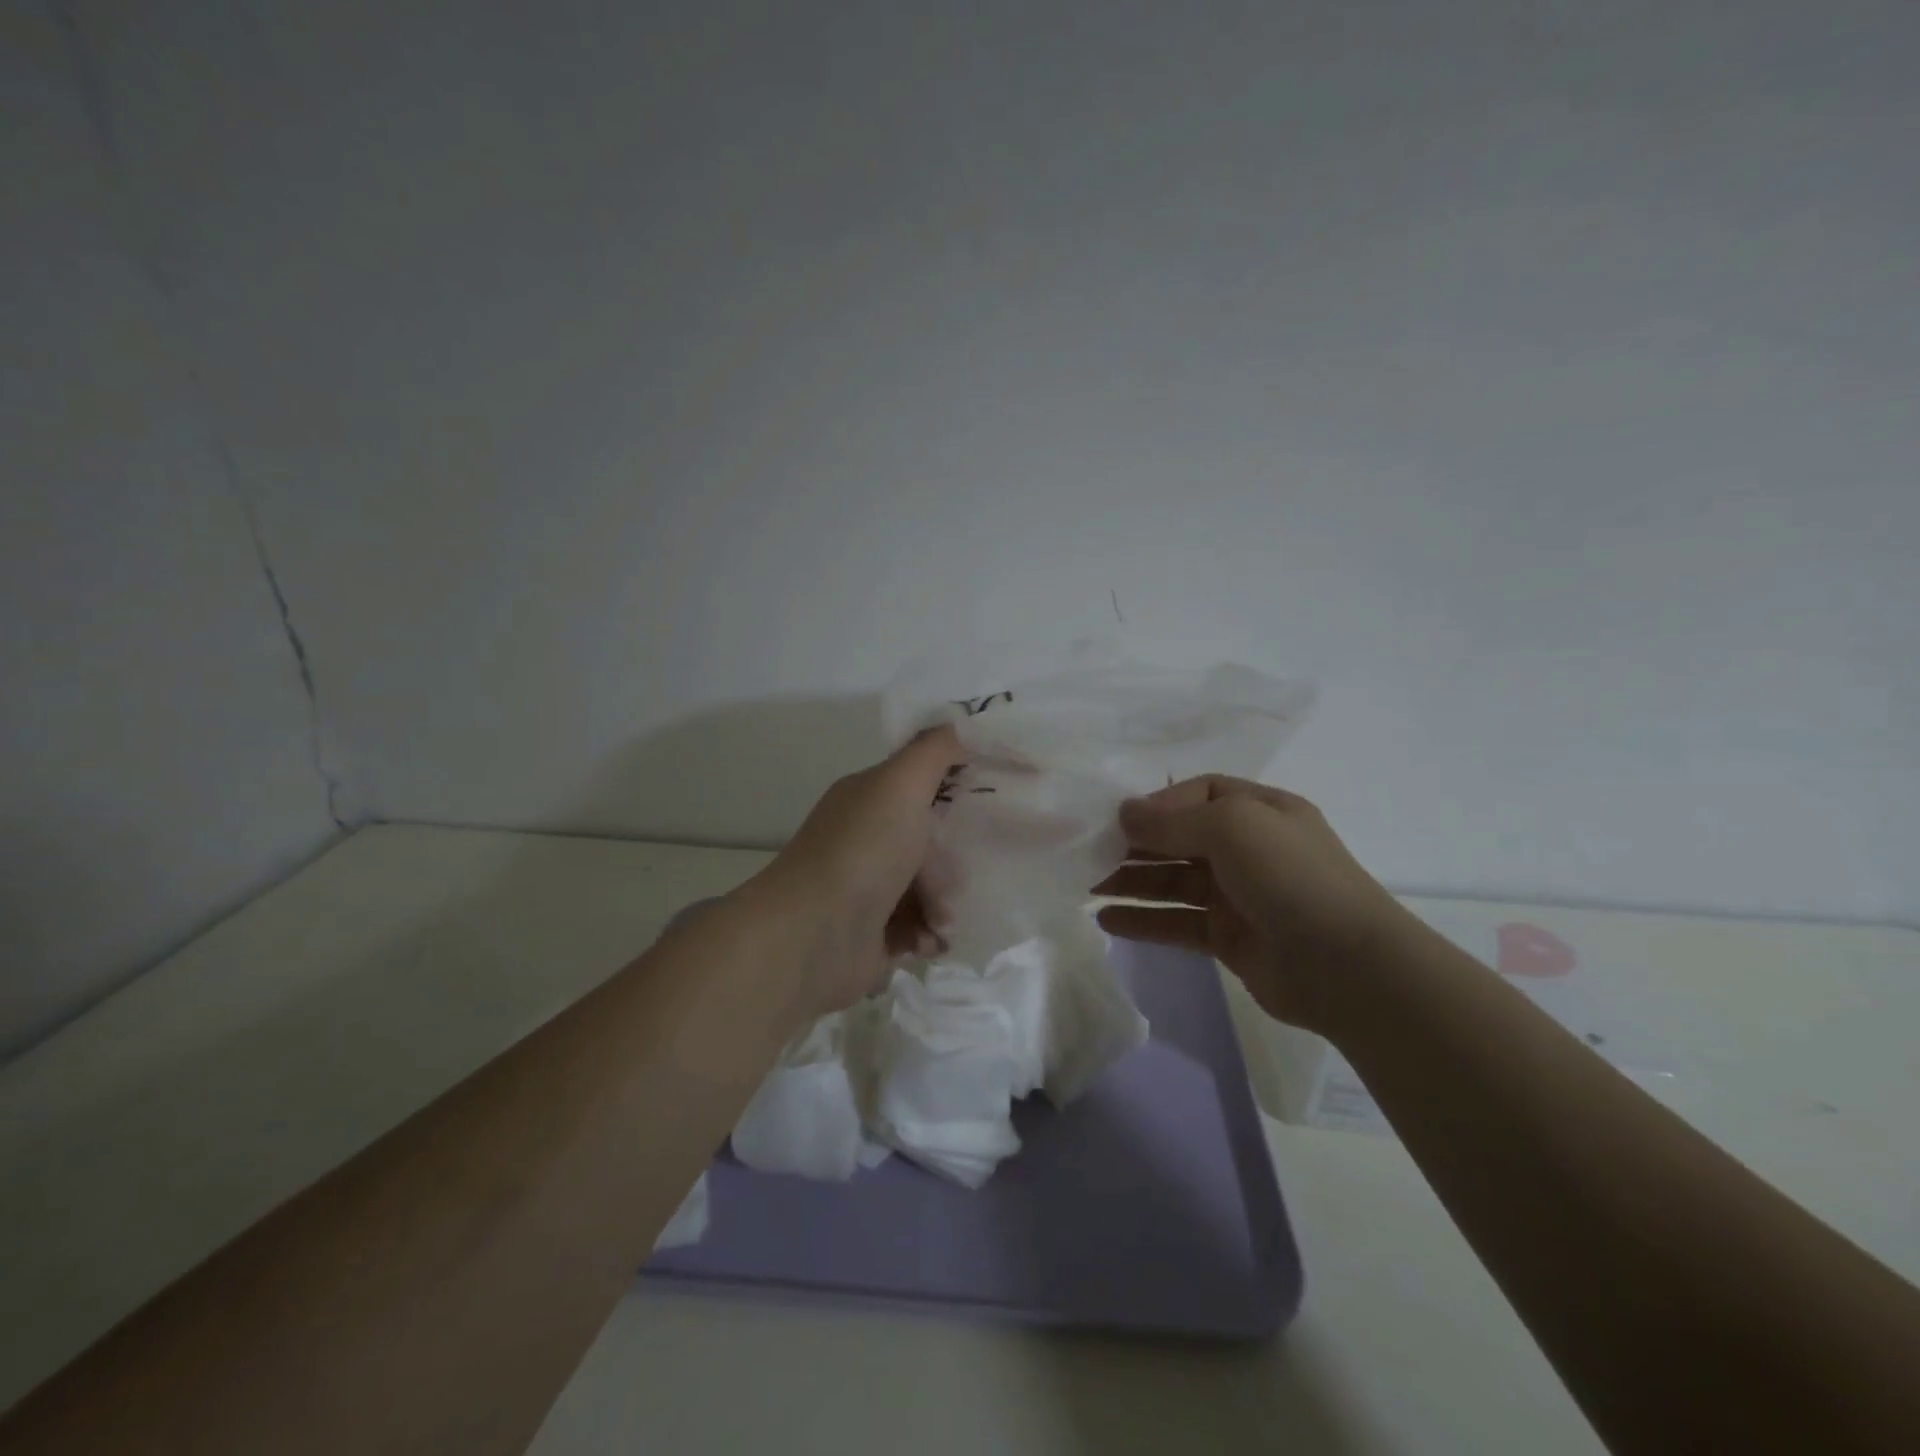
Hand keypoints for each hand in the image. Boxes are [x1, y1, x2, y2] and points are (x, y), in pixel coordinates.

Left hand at [741, 726, 961, 1017]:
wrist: (813, 937)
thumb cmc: (862, 851)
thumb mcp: (900, 783)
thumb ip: (934, 749)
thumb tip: (962, 722)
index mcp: (868, 799)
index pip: (921, 783)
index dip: (958, 788)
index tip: (998, 796)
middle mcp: (866, 839)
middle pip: (931, 841)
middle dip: (953, 862)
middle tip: (963, 875)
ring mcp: (868, 889)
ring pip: (930, 888)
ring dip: (945, 905)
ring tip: (941, 920)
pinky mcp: (874, 935)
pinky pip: (921, 929)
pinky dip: (930, 935)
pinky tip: (928, 942)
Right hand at [1095, 776, 1409, 1033]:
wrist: (1347, 967)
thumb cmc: (1290, 877)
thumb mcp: (1233, 826)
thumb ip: (1173, 820)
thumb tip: (1124, 814)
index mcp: (1258, 811)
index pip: (1198, 793)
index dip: (1158, 803)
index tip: (1119, 819)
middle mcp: (1247, 849)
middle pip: (1179, 838)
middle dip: (1134, 844)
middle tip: (1086, 852)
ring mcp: (1237, 895)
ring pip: (1172, 881)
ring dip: (1131, 881)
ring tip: (1085, 884)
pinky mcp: (1227, 938)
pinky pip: (1176, 922)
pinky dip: (1143, 920)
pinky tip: (1107, 921)